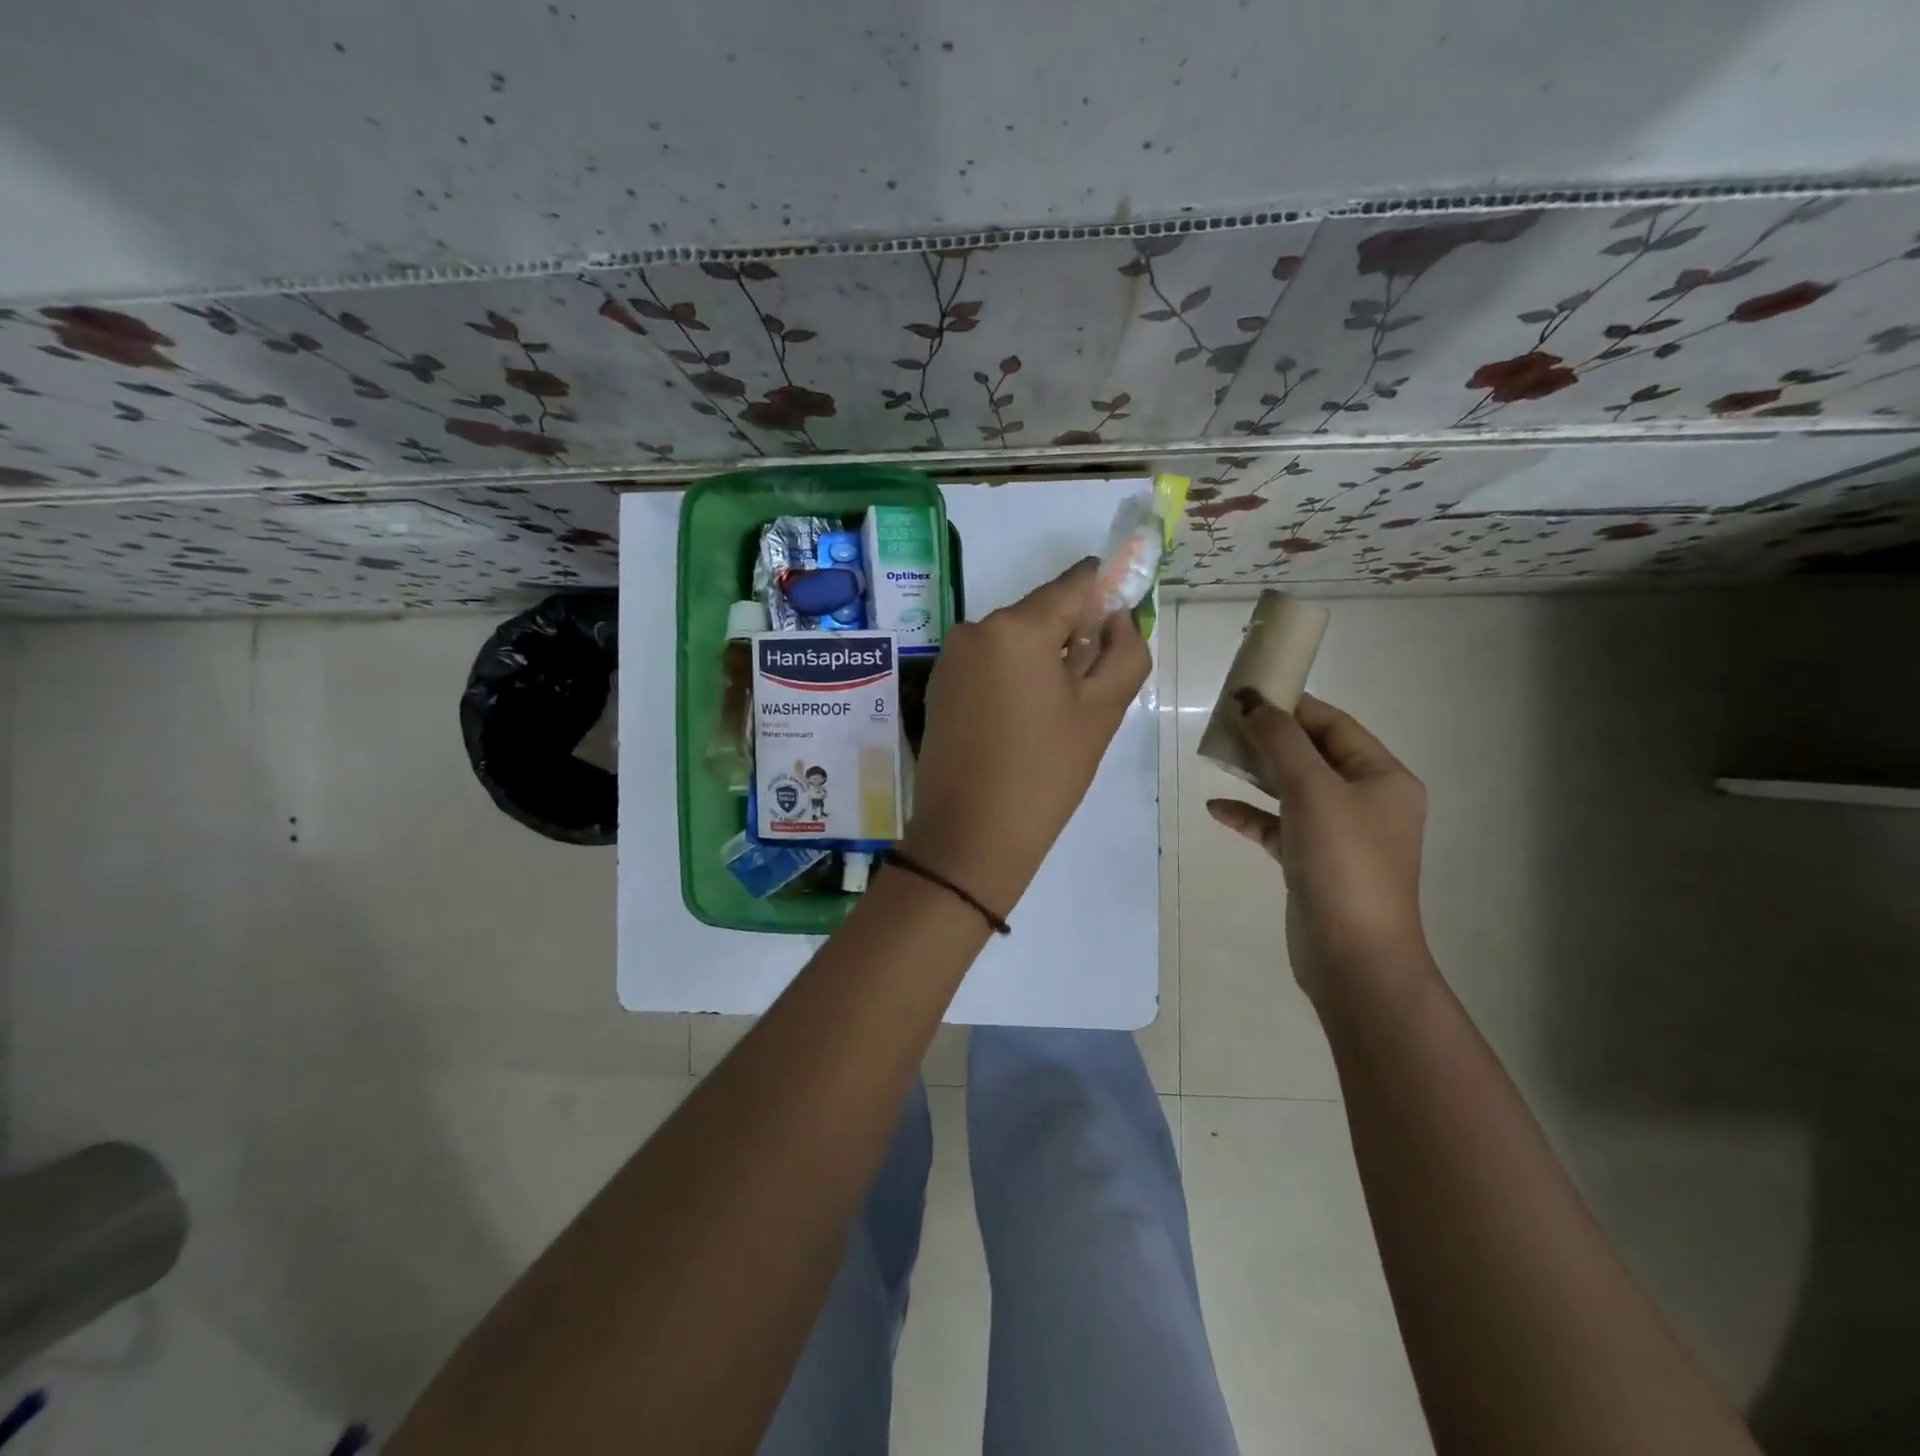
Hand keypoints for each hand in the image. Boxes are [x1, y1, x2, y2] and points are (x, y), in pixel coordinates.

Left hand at [904, 559, 1150, 917]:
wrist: (970, 836)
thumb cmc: (1045, 772)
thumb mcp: (1103, 711)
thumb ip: (1125, 651)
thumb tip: (1117, 618)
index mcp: (1015, 627)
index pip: (1074, 583)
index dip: (1106, 594)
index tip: (1121, 624)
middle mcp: (975, 629)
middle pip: (1042, 613)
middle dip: (1074, 636)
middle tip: (1093, 687)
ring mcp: (951, 659)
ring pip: (1015, 640)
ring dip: (1044, 660)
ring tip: (1058, 713)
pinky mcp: (939, 687)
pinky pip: (989, 664)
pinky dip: (1014, 676)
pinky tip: (1025, 720)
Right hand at [1206, 691, 1430, 1001]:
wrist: (1352, 956)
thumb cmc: (1344, 862)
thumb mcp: (1313, 791)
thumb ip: (1280, 741)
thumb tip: (1250, 699)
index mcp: (1383, 778)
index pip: (1335, 726)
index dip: (1293, 706)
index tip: (1249, 692)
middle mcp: (1366, 801)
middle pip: (1313, 755)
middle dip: (1270, 738)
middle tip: (1226, 722)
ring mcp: (1340, 834)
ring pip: (1293, 790)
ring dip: (1257, 773)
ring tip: (1218, 756)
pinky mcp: (1313, 863)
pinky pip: (1278, 827)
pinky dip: (1251, 815)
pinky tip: (1217, 809)